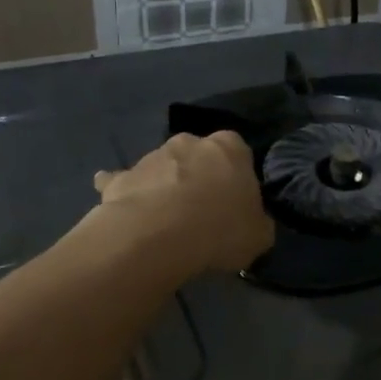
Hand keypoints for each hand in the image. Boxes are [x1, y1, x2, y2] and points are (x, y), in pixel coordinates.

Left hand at [92, 132, 273, 274]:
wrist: (157, 237)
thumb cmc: (220, 230)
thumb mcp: (260, 236)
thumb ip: (257, 222)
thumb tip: (252, 223)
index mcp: (230, 148)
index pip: (238, 150)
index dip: (236, 175)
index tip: (235, 200)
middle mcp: (190, 142)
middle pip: (198, 155)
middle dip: (199, 175)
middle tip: (202, 211)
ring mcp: (152, 157)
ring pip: (163, 168)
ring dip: (166, 186)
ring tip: (168, 223)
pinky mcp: (121, 177)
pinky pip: (123, 181)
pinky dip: (126, 191)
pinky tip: (126, 212)